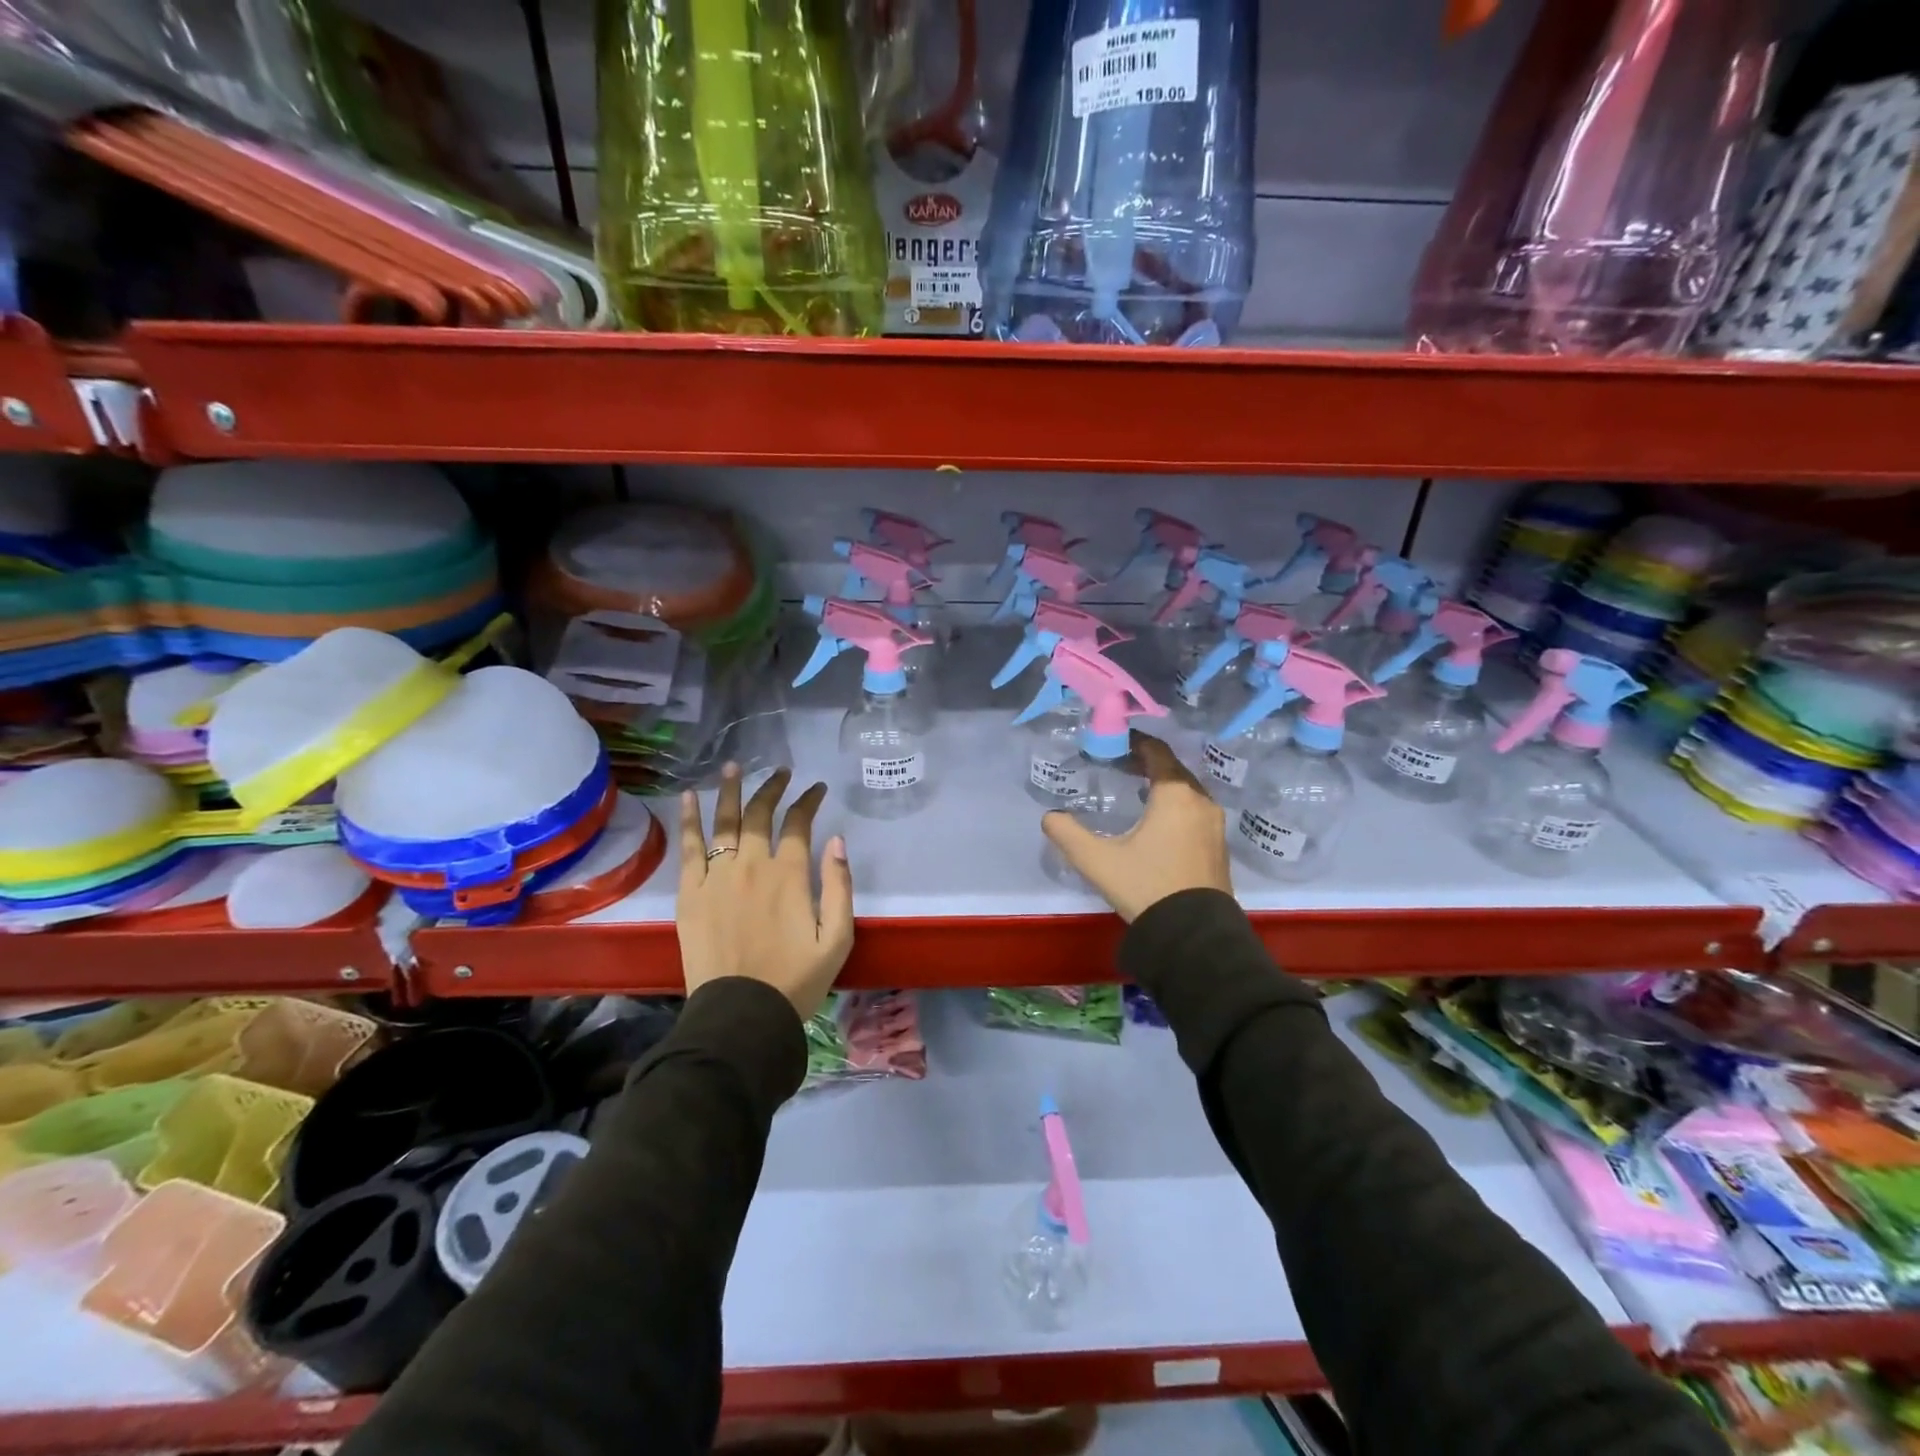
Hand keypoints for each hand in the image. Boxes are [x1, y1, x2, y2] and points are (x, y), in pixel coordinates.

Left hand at [677, 764, 854, 1019]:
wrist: (741, 1014)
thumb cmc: (796, 980)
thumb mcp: (837, 938)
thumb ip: (840, 885)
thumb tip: (838, 840)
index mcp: (790, 875)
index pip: (800, 823)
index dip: (809, 801)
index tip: (817, 788)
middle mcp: (752, 865)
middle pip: (760, 814)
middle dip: (773, 788)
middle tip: (781, 773)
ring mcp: (717, 877)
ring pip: (724, 822)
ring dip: (730, 791)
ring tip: (734, 768)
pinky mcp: (690, 893)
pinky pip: (688, 848)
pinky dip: (689, 820)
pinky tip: (688, 798)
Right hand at [1042, 731, 1232, 921]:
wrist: (1194, 936)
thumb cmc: (1147, 887)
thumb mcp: (1098, 861)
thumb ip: (1068, 834)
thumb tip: (1050, 817)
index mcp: (1175, 794)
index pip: (1156, 752)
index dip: (1134, 743)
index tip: (1113, 743)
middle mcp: (1201, 801)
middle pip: (1173, 768)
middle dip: (1146, 763)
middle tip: (1118, 765)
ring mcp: (1215, 824)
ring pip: (1187, 790)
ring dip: (1162, 784)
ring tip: (1135, 791)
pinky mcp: (1219, 845)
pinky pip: (1195, 809)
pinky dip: (1176, 804)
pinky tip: (1157, 821)